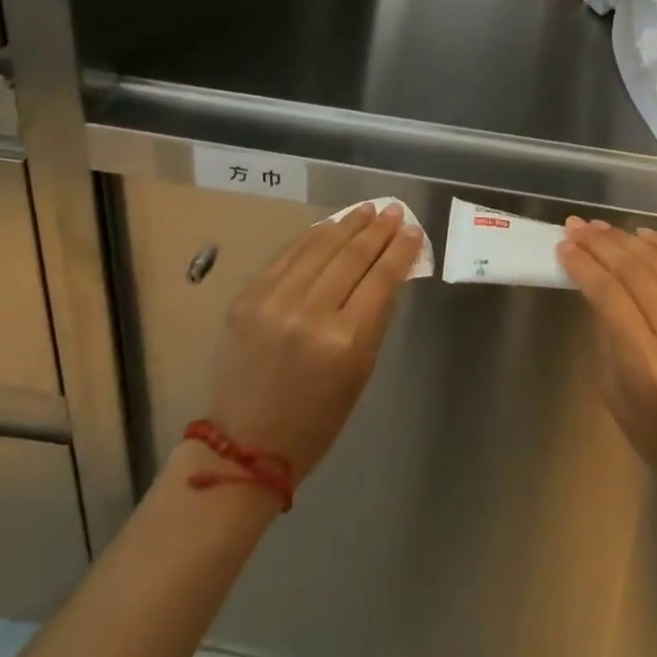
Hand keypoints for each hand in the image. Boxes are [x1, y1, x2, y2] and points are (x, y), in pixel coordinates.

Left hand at [202, 203, 421, 481]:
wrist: (243, 446)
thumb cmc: (315, 420)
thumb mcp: (360, 372)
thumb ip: (375, 317)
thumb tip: (389, 270)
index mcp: (345, 341)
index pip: (381, 278)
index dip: (400, 249)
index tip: (414, 230)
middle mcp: (309, 313)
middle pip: (352, 256)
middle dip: (378, 229)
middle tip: (395, 211)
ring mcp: (274, 301)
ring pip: (320, 247)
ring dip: (347, 224)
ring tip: (367, 210)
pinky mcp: (247, 297)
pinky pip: (288, 255)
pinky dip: (313, 237)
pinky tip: (329, 227)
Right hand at [558, 219, 656, 508]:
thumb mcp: (615, 393)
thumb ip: (607, 333)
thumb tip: (593, 280)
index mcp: (651, 368)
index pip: (610, 296)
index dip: (584, 266)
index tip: (564, 246)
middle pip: (635, 272)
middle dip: (600, 245)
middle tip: (576, 227)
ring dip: (627, 239)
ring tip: (601, 227)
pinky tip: (644, 234)